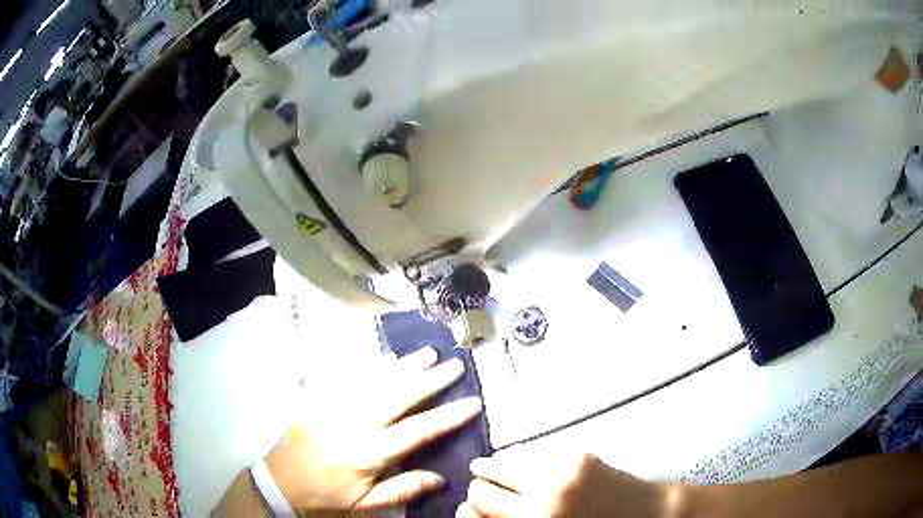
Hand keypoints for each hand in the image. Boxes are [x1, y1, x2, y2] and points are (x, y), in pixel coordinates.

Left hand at [266, 346, 481, 512]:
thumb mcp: (366, 504)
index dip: (448, 415)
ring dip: (403, 365)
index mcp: (369, 452)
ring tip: (427, 353)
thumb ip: (403, 490)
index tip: (473, 401)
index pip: (418, 430)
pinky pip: (341, 373)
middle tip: (454, 365)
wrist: (280, 482)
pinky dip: (363, 361)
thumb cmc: (326, 496)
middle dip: (430, 379)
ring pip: (374, 379)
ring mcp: (333, 406)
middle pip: (399, 395)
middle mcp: (354, 423)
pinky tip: (379, 354)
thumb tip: (441, 478)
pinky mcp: (317, 399)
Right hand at [458, 451, 665, 516]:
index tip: (467, 510)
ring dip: (491, 468)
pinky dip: (521, 458)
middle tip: (478, 491)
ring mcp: (560, 475)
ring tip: (484, 469)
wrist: (650, 516)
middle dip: (476, 491)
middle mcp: (541, 501)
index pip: (473, 515)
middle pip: (481, 490)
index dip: (466, 512)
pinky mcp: (579, 456)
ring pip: (504, 463)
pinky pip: (535, 453)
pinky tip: (518, 461)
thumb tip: (479, 514)